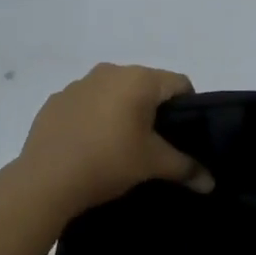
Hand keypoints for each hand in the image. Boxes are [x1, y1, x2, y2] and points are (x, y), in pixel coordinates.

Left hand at [17, 63, 208, 216]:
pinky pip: (86, 103)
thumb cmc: (108, 162)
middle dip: (154, 109)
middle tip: (155, 143)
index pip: (179, 83)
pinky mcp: (56, 100)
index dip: (189, 107)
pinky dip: (94, 117)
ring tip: (120, 146)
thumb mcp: (153, 165)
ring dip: (122, 111)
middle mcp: (110, 71)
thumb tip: (211, 183)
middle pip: (146, 85)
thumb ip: (186, 168)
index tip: (184, 134)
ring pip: (114, 92)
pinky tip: (90, 145)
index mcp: (139, 79)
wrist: (44, 180)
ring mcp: (79, 84)